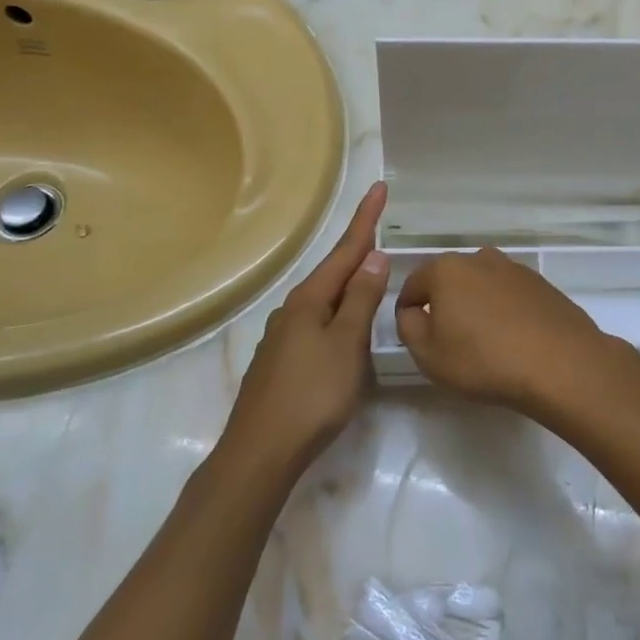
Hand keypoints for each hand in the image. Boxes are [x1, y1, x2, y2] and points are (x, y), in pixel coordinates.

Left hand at [225, 182, 388, 468]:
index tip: (379, 187)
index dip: (366, 220)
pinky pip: (318, 321)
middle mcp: (293, 310)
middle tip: (379, 223)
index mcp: (309, 300)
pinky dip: (338, 309)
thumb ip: (360, 300)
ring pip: (324, 298)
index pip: (345, 250)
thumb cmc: (311, 395)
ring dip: (348, 279)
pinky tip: (344, 322)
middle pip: (333, 271)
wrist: (260, 452)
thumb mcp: (346, 345)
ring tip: (369, 269)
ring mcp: (284, 336)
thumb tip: (374, 258)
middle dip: (357, 247)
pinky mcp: (282, 361)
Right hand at [395, 248, 629, 410]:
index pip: (413, 284)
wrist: (560, 364)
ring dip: (476, 306)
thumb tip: (412, 311)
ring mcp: (514, 269)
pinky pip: (509, 295)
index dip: (407, 310)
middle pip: (449, 280)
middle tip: (448, 341)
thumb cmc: (484, 360)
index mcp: (446, 269)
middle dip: (443, 305)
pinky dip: (504, 311)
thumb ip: (408, 326)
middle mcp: (480, 258)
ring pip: (481, 285)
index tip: (414, 336)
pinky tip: (513, 339)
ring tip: (483, 342)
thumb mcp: (428, 354)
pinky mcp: (541, 284)